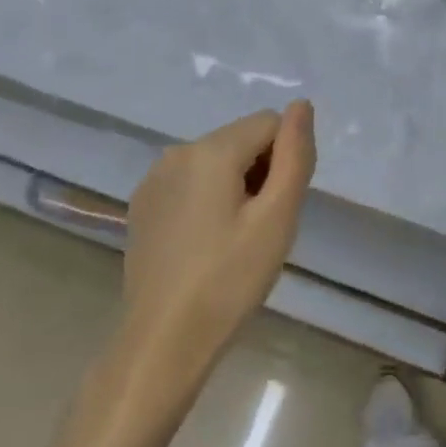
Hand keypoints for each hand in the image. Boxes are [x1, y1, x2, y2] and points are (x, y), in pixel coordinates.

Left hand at [122, 101, 315, 382]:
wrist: (163, 342)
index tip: (277, 209)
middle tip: (260, 230)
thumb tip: (302, 105)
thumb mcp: (277, 218)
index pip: (270, 124)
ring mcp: (154, 178)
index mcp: (211, 150)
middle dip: (260, 172)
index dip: (285, 162)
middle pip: (241, 140)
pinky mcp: (143, 205)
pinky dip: (207, 200)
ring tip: (233, 241)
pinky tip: (205, 245)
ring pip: (215, 161)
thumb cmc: (229, 280)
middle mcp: (177, 151)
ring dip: (235, 186)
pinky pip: (190, 182)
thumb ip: (295, 155)